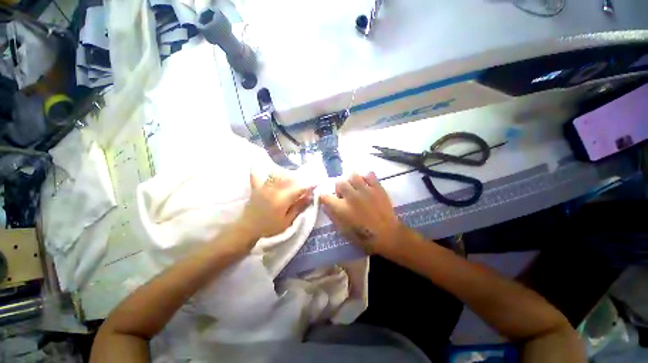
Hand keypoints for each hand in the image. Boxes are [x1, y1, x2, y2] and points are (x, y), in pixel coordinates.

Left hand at [235, 172, 314, 241]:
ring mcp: (264, 187)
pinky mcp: (257, 187)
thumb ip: (298, 207)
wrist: (247, 229)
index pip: (299, 188)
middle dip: (299, 179)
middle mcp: (274, 189)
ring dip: (287, 175)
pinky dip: (262, 170)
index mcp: (283, 199)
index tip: (316, 184)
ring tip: (292, 179)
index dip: (309, 185)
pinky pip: (259, 175)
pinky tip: (262, 164)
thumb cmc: (269, 228)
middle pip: (289, 178)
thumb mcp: (287, 221)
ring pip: (278, 175)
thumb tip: (309, 197)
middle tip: (305, 183)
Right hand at [319, 172, 403, 255]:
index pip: (325, 196)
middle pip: (339, 182)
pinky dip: (365, 177)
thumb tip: (325, 206)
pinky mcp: (377, 188)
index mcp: (342, 209)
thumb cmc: (364, 237)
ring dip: (350, 180)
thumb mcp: (344, 231)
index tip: (326, 198)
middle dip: (338, 187)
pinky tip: (366, 184)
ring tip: (354, 187)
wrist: (388, 235)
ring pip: (352, 175)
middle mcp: (351, 196)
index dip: (323, 196)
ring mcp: (365, 190)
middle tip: (344, 194)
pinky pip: (369, 174)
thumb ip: (333, 216)